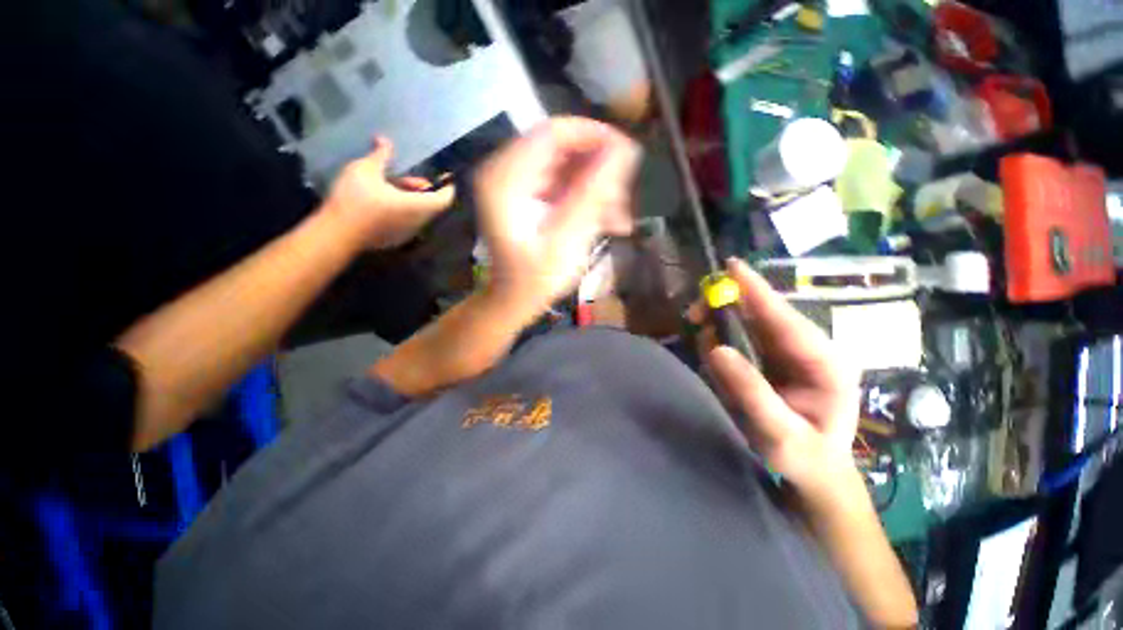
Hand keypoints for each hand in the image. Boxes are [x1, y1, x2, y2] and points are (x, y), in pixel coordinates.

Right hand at [325, 137, 455, 249]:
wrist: (337, 233)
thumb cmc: (355, 199)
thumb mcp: (365, 170)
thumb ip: (380, 155)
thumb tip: (384, 140)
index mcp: (417, 206)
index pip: (445, 199)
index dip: (448, 187)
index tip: (445, 176)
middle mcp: (418, 222)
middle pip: (432, 205)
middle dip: (425, 190)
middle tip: (410, 177)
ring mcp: (408, 233)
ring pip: (419, 214)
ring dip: (413, 199)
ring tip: (394, 185)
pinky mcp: (396, 239)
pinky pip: (409, 222)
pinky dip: (405, 210)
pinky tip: (385, 201)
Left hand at [473, 117, 640, 312]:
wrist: (513, 301)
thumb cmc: (534, 281)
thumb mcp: (566, 241)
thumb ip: (592, 195)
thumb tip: (625, 151)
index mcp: (506, 179)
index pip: (554, 132)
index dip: (595, 136)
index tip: (628, 155)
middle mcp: (507, 172)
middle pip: (563, 149)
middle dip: (599, 171)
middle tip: (624, 200)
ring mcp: (518, 184)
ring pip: (569, 167)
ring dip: (597, 188)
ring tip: (618, 219)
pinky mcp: (529, 196)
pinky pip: (565, 184)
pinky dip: (587, 199)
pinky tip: (606, 222)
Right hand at [703, 258, 859, 495]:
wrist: (815, 471)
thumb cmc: (804, 457)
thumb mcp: (779, 433)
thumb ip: (751, 391)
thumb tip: (716, 347)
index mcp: (825, 362)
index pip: (785, 319)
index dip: (757, 291)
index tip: (732, 266)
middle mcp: (810, 349)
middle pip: (766, 313)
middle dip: (729, 305)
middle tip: (696, 312)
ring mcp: (792, 352)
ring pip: (753, 322)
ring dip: (722, 319)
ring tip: (700, 328)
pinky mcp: (776, 358)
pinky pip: (746, 336)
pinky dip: (723, 334)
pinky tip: (712, 344)